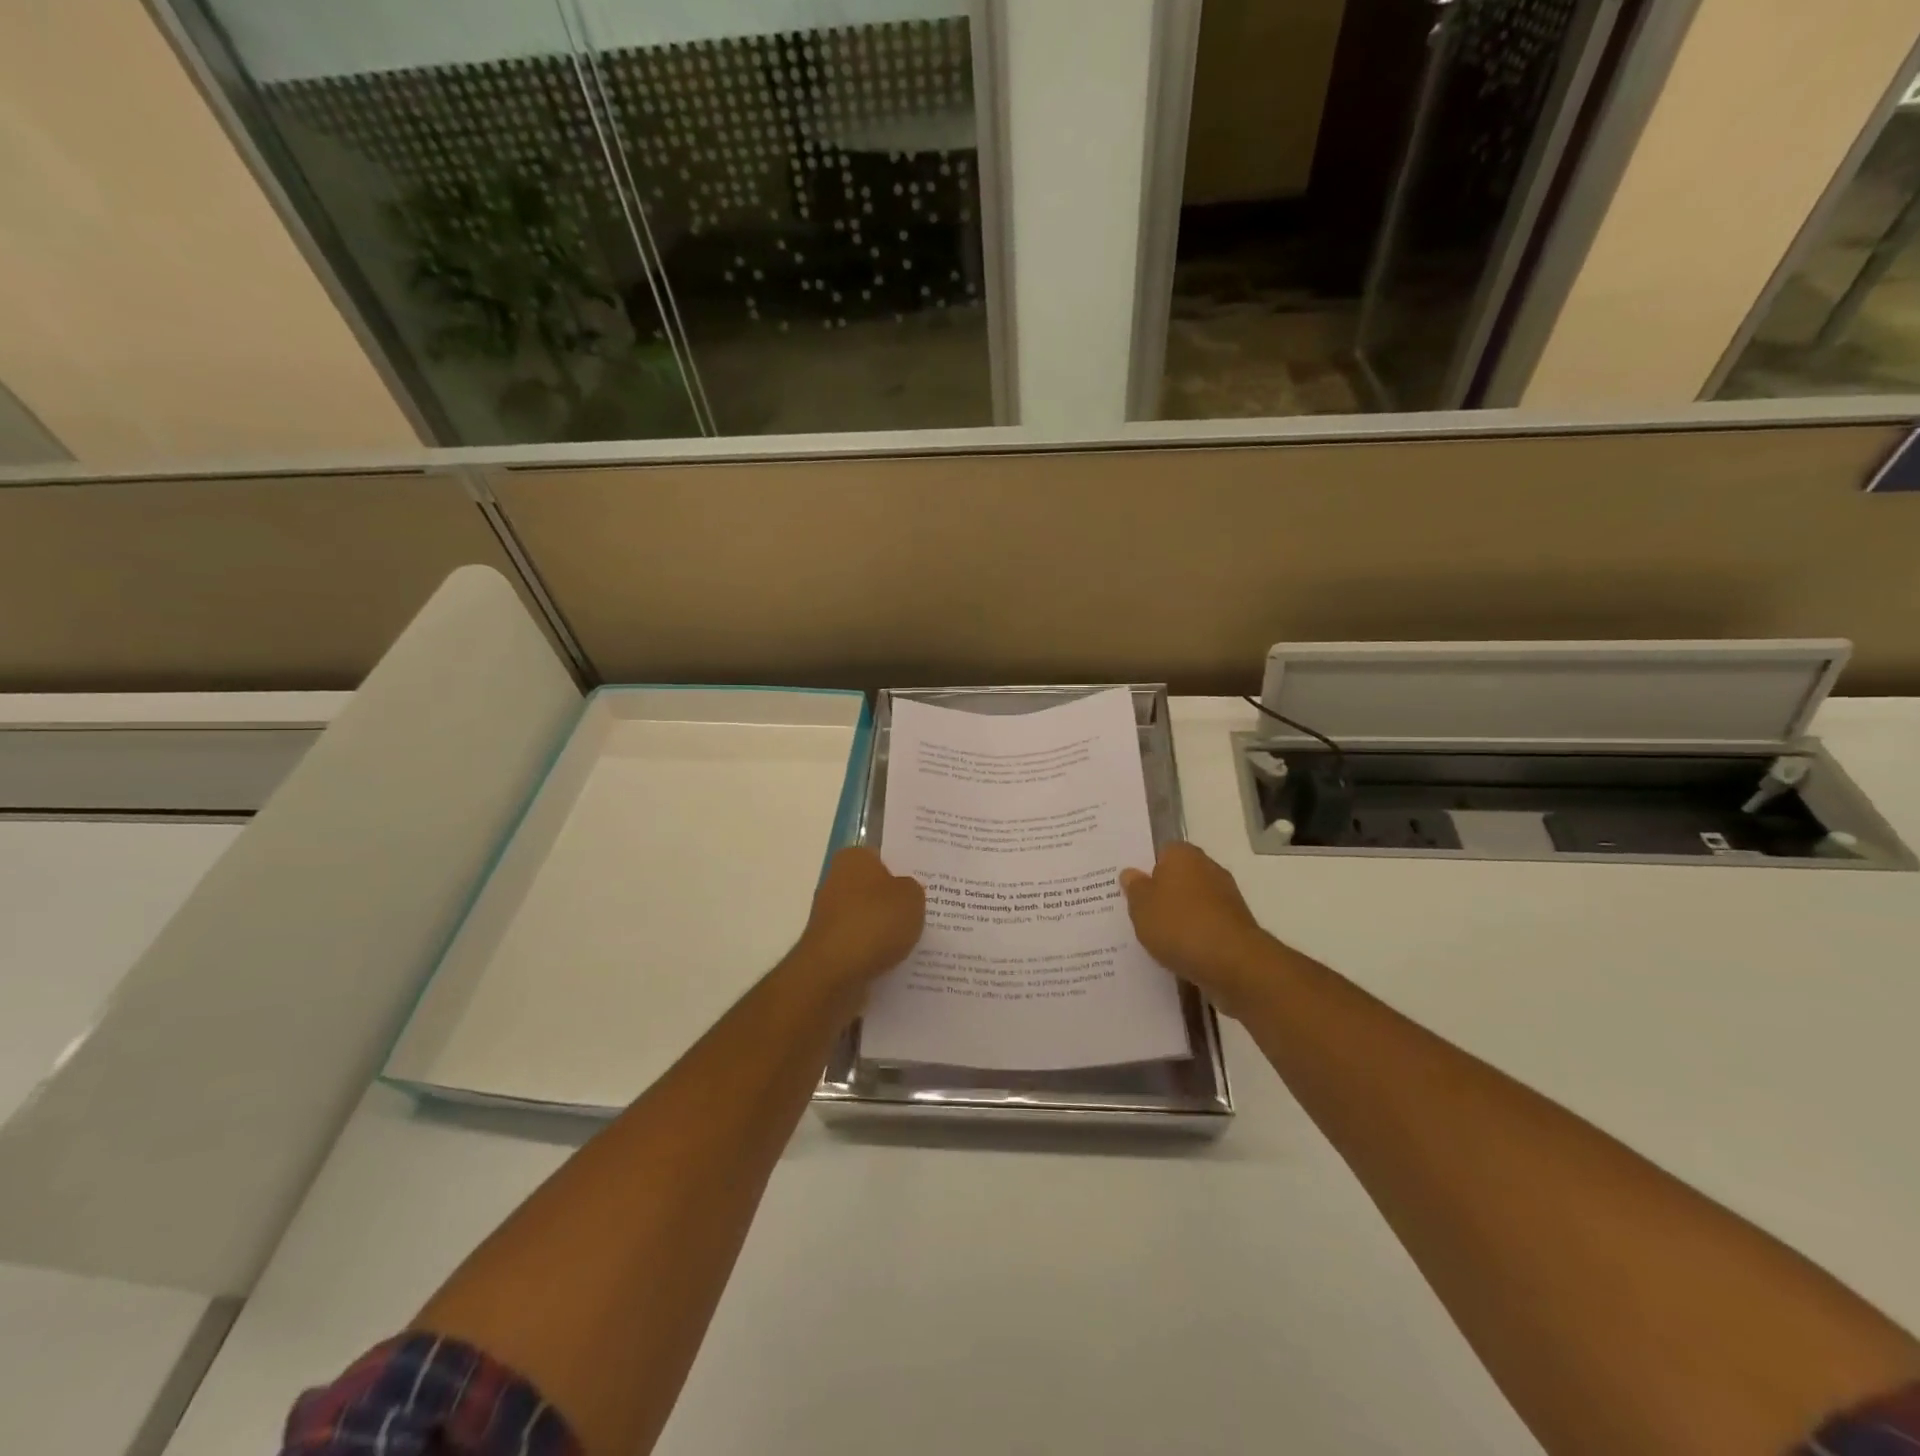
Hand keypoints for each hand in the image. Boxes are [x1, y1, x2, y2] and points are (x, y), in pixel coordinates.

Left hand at [792, 848, 925, 998]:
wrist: (834, 973)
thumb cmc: (874, 922)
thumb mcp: (912, 896)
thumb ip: (913, 888)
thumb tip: (904, 894)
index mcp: (854, 859)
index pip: (884, 856)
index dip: (905, 867)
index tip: (926, 882)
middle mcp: (837, 882)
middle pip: (876, 888)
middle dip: (896, 901)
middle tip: (929, 911)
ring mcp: (831, 916)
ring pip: (870, 918)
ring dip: (888, 929)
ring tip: (920, 940)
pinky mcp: (831, 947)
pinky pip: (863, 944)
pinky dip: (878, 952)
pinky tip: (900, 961)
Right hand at [1120, 843, 1281, 1014]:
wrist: (1233, 963)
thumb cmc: (1179, 925)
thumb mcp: (1141, 906)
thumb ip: (1134, 887)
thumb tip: (1131, 873)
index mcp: (1183, 855)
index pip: (1161, 852)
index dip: (1146, 870)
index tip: (1133, 890)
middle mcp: (1208, 869)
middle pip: (1178, 878)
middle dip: (1163, 894)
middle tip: (1140, 914)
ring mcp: (1226, 898)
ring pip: (1192, 903)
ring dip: (1179, 917)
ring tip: (1157, 939)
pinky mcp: (1236, 926)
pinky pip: (1206, 926)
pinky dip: (1194, 937)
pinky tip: (1179, 953)